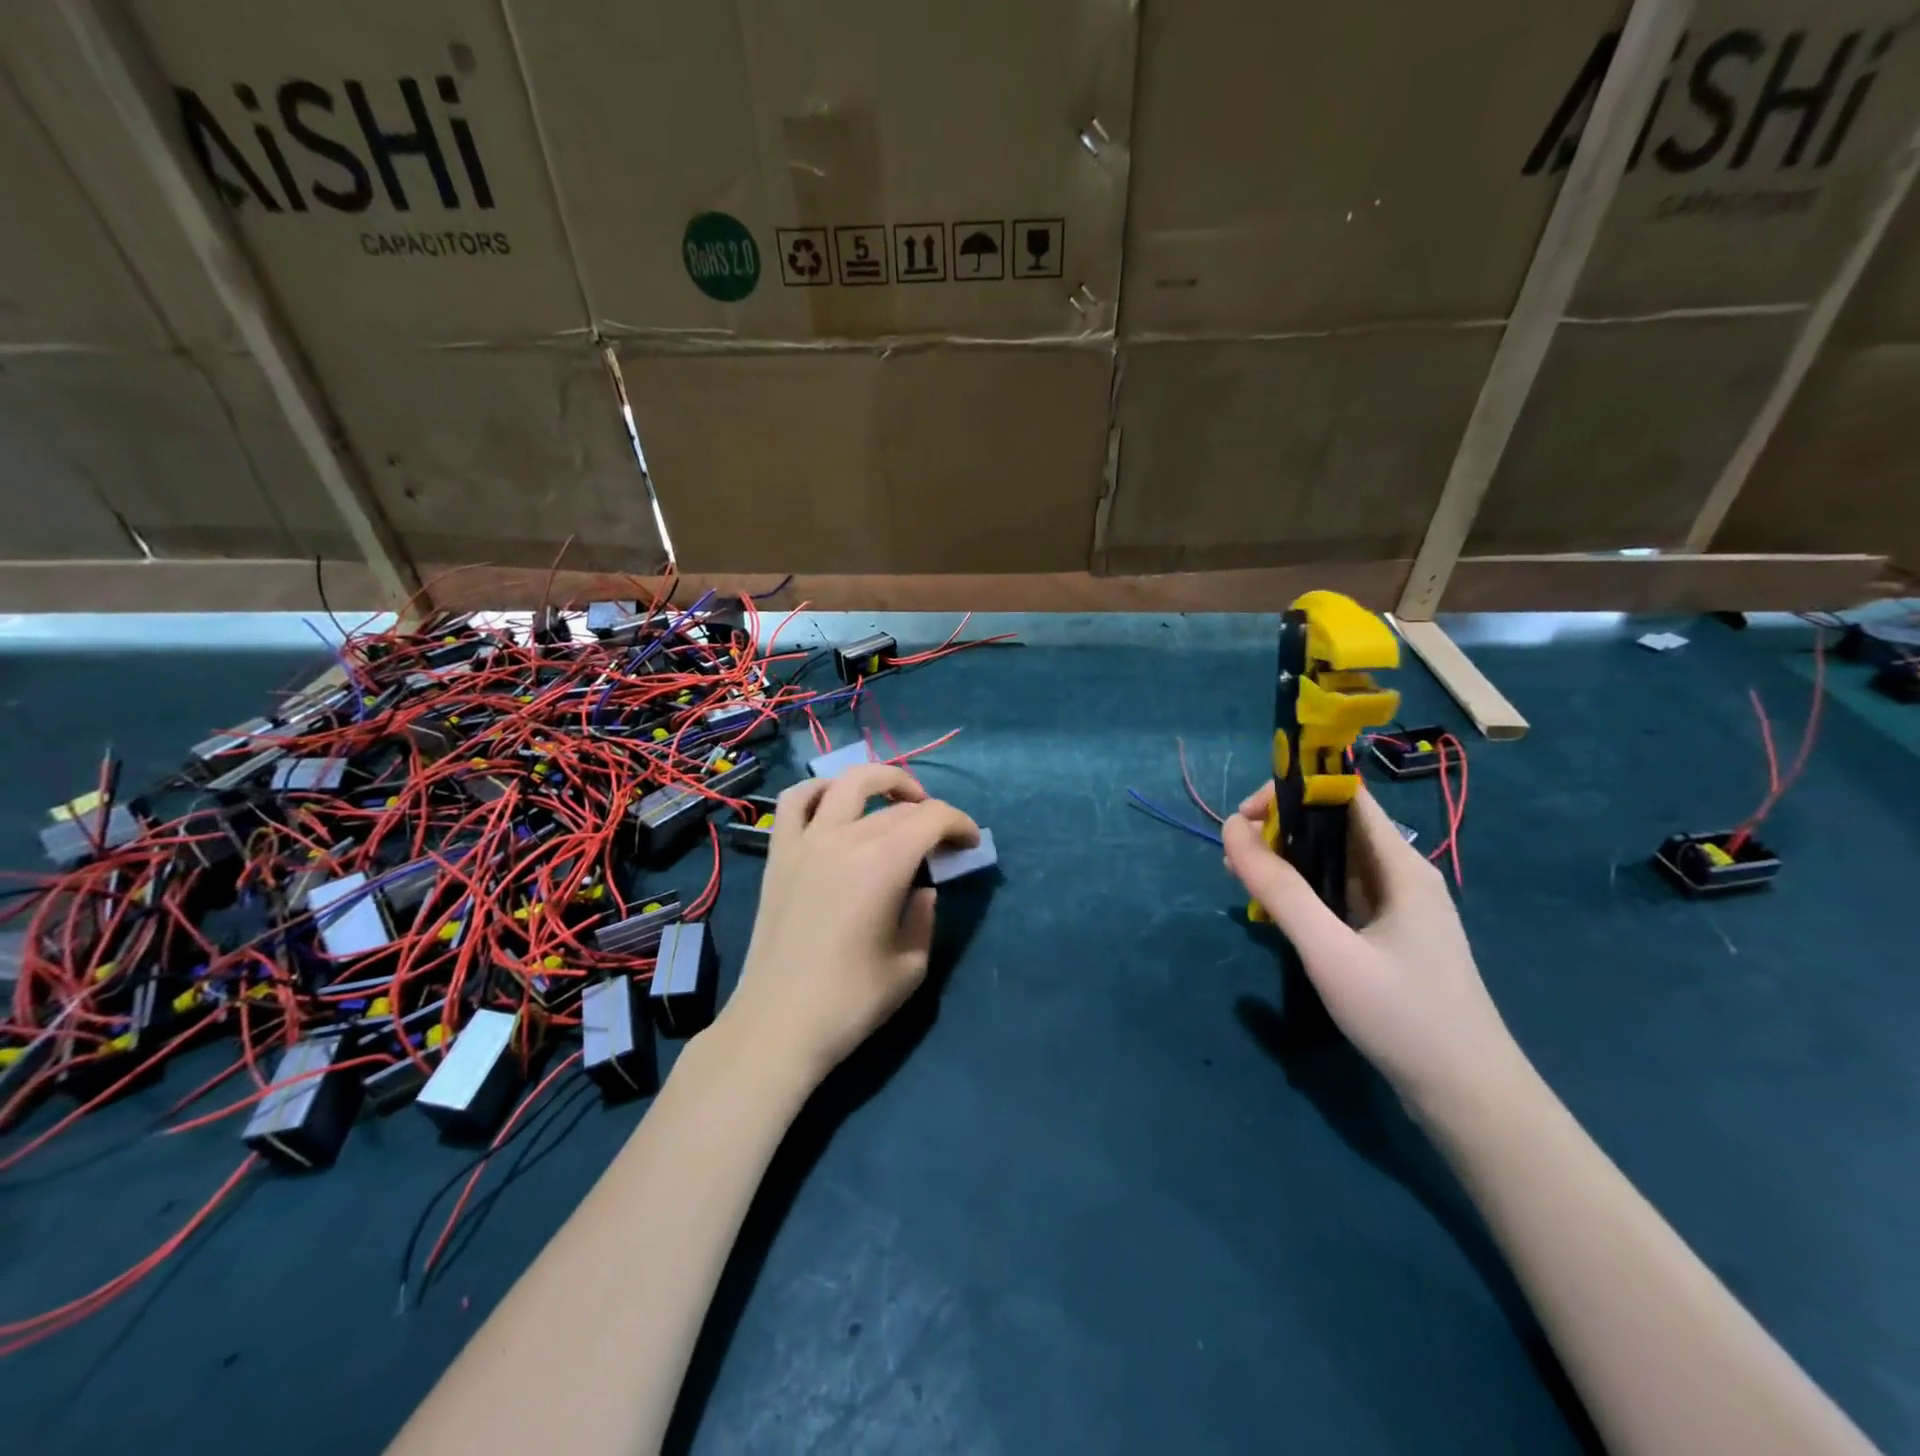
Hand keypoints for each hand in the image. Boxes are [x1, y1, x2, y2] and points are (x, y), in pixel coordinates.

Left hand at [718, 765, 978, 1086]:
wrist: (779, 1024)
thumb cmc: (851, 1000)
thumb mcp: (912, 964)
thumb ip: (925, 916)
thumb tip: (922, 889)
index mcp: (884, 863)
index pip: (932, 818)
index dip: (960, 824)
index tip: (970, 844)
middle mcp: (845, 838)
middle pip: (898, 806)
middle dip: (930, 815)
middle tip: (942, 840)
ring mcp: (807, 841)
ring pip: (848, 782)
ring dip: (882, 780)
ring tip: (899, 799)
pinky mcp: (780, 854)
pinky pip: (796, 801)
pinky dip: (820, 790)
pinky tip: (836, 803)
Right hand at [1221, 783, 1527, 1122]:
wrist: (1469, 1097)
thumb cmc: (1402, 1016)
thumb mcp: (1329, 950)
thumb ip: (1279, 888)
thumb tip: (1231, 829)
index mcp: (1400, 865)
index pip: (1343, 795)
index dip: (1291, 791)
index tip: (1243, 819)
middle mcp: (1401, 874)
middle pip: (1334, 826)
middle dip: (1279, 829)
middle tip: (1233, 857)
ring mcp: (1397, 907)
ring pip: (1332, 862)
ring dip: (1286, 861)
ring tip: (1242, 879)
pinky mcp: (1389, 935)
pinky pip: (1338, 894)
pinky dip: (1302, 892)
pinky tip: (1274, 912)